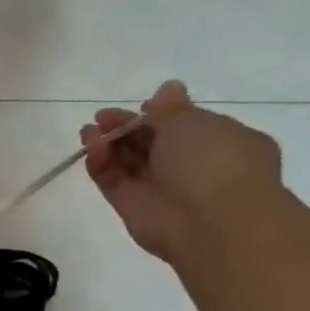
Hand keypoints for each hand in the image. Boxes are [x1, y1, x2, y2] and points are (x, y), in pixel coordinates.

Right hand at [81, 80, 284, 263]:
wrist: (212, 222)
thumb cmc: (214, 162)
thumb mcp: (193, 122)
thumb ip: (169, 108)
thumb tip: (167, 89)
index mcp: (221, 142)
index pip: (185, 124)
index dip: (159, 114)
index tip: (140, 106)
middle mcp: (192, 165)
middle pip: (150, 142)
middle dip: (126, 127)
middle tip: (102, 118)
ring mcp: (161, 187)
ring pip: (128, 161)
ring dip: (108, 143)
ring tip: (88, 132)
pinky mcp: (133, 206)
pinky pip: (113, 180)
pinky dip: (100, 164)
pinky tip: (92, 149)